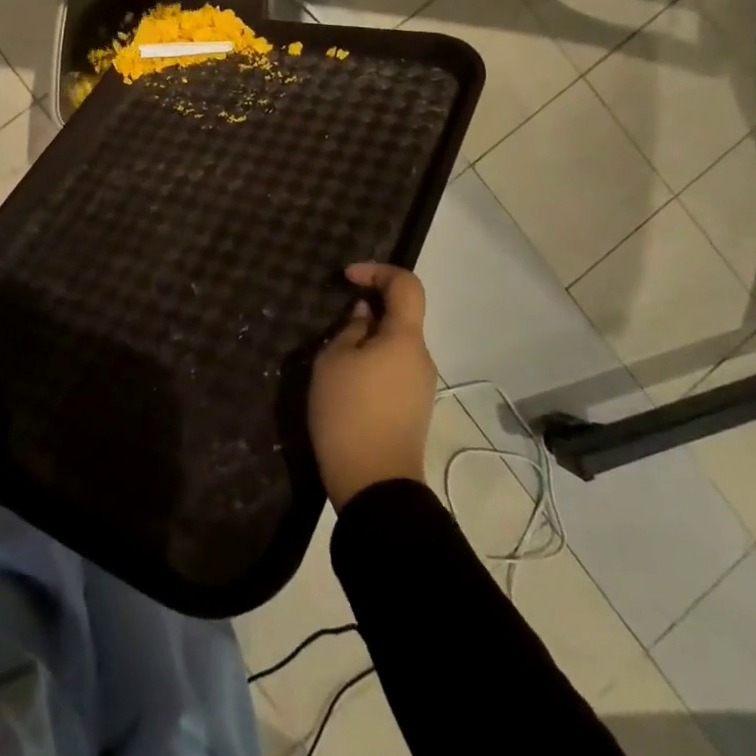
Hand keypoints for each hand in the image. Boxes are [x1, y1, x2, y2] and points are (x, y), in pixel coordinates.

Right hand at [308, 263, 435, 509]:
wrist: (374, 484)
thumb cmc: (348, 412)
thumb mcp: (333, 361)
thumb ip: (350, 329)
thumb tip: (366, 315)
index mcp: (405, 338)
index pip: (406, 285)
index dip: (377, 270)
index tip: (347, 278)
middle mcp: (422, 357)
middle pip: (401, 316)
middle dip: (369, 310)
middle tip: (333, 325)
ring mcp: (421, 385)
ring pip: (395, 345)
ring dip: (368, 339)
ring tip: (334, 359)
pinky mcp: (413, 408)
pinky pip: (394, 368)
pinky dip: (373, 362)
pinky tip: (346, 383)